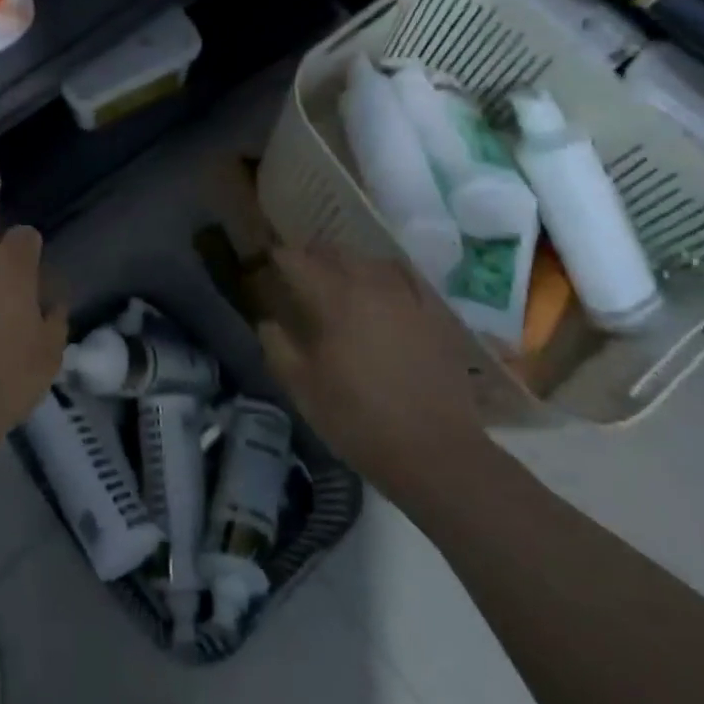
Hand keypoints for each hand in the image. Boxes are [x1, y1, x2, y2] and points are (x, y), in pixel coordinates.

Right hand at [256, 247, 489, 487]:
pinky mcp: (435, 314)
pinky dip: (386, 276)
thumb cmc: (358, 419)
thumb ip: (277, 346)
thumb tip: (268, 321)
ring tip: (339, 278)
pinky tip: (384, 289)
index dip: (279, 257)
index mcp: (333, 299)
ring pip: (370, 261)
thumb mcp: (302, 388)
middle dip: (312, 256)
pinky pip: (405, 279)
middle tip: (299, 272)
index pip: (297, 260)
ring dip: (349, 263)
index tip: (268, 263)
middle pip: (335, 253)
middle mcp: (370, 285)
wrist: (435, 451)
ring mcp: (407, 297)